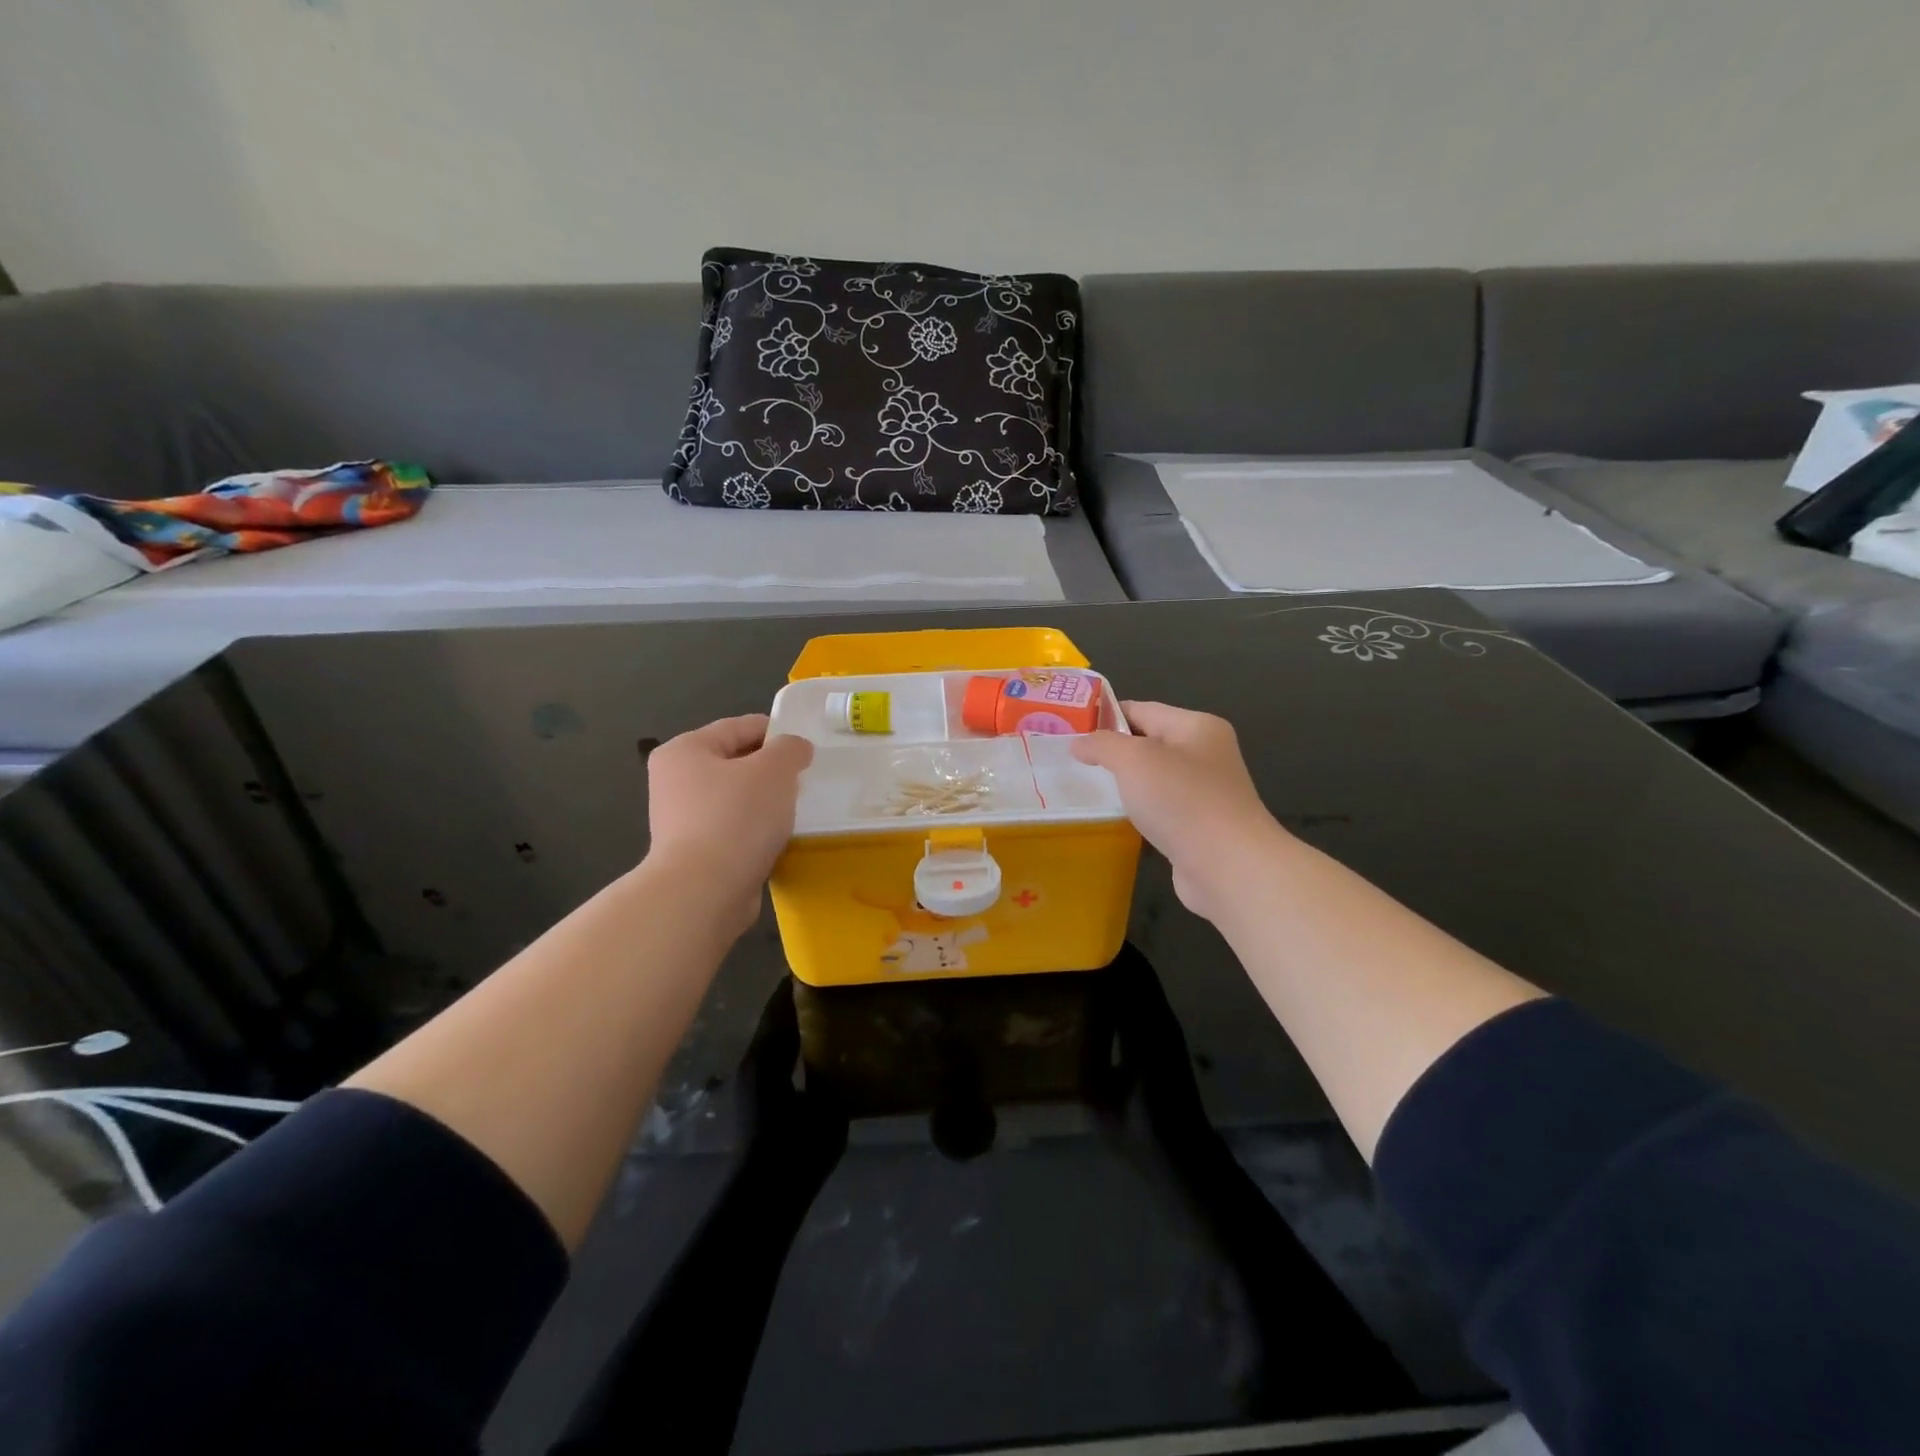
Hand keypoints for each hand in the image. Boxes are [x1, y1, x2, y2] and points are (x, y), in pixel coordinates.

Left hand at [645, 715, 813, 935]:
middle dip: (772, 771)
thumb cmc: (737, 818)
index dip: (778, 733)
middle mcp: (675, 781)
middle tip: (806, 780)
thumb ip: (790, 749)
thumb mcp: (774, 770)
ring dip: (767, 804)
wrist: (705, 892)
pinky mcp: (696, 854)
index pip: (740, 726)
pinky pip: (735, 830)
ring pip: (737, 799)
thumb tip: (796, 749)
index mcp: (685, 750)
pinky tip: (779, 839)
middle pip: (737, 763)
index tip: (809, 748)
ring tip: (797, 811)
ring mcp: (682, 820)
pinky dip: (757, 832)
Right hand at [1072, 701, 1288, 921]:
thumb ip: (1102, 745)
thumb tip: (1079, 743)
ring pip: (1154, 778)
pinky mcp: (1199, 826)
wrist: (1229, 867)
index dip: (1105, 716)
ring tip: (1086, 787)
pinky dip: (1140, 810)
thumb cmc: (1182, 801)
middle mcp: (1206, 754)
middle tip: (1071, 759)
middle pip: (1149, 742)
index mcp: (1197, 727)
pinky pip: (1161, 808)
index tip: (1070, 729)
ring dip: (1125, 783)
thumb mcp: (1134, 760)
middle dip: (1113, 750)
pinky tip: (1117, 817)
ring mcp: (1205, 792)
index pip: (1142, 709)